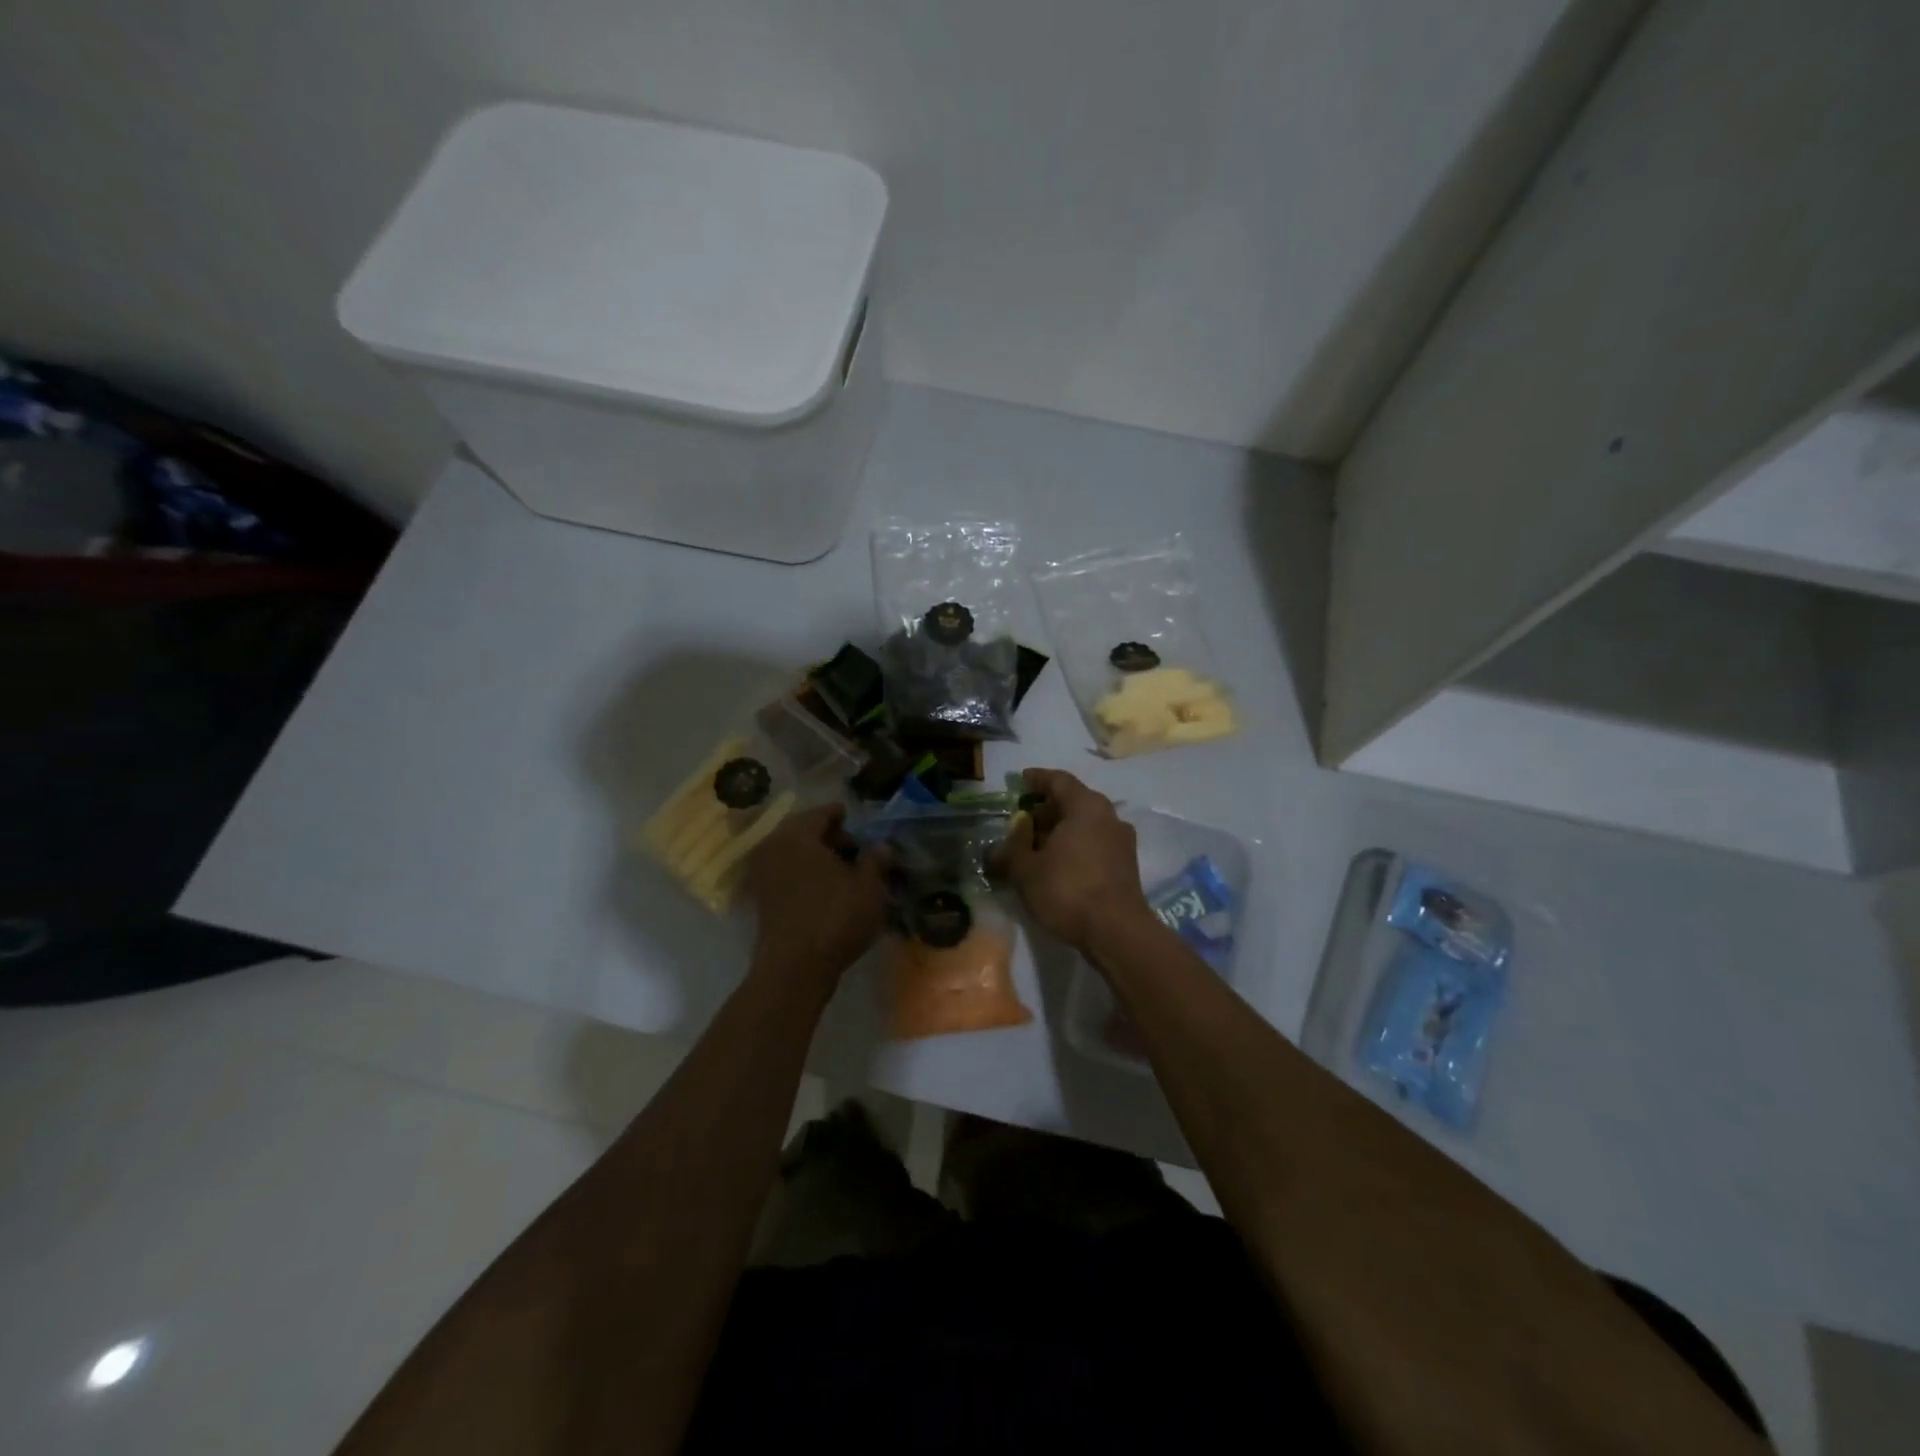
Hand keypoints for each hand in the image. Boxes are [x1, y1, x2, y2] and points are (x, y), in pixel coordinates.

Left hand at [742, 804, 889, 989]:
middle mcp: (775, 848)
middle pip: (804, 832)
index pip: (822, 813)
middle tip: (854, 848)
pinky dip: (804, 876)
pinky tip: (825, 891)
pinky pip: (786, 875)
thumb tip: (881, 845)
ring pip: (793, 854)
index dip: (842, 815)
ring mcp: (763, 875)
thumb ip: (876, 861)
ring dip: (816, 858)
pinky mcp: (761, 900)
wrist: (794, 969)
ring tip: (842, 872)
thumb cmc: (835, 918)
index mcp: (799, 835)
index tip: (856, 821)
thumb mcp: (869, 888)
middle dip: (829, 837)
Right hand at [999, 769, 1152, 950]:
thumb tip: (1004, 842)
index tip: (1022, 780)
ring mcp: (1121, 841)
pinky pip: (1095, 843)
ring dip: (1060, 830)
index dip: (1037, 779)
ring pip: (1085, 824)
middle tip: (1023, 820)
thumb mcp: (1026, 870)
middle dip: (1046, 809)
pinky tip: (1057, 864)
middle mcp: (1108, 816)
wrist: (1116, 932)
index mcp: (1086, 806)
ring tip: (1036, 846)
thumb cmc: (1068, 890)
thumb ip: (1012, 849)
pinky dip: (1075, 846)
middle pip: (1074, 801)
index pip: (1059, 781)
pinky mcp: (1126, 865)